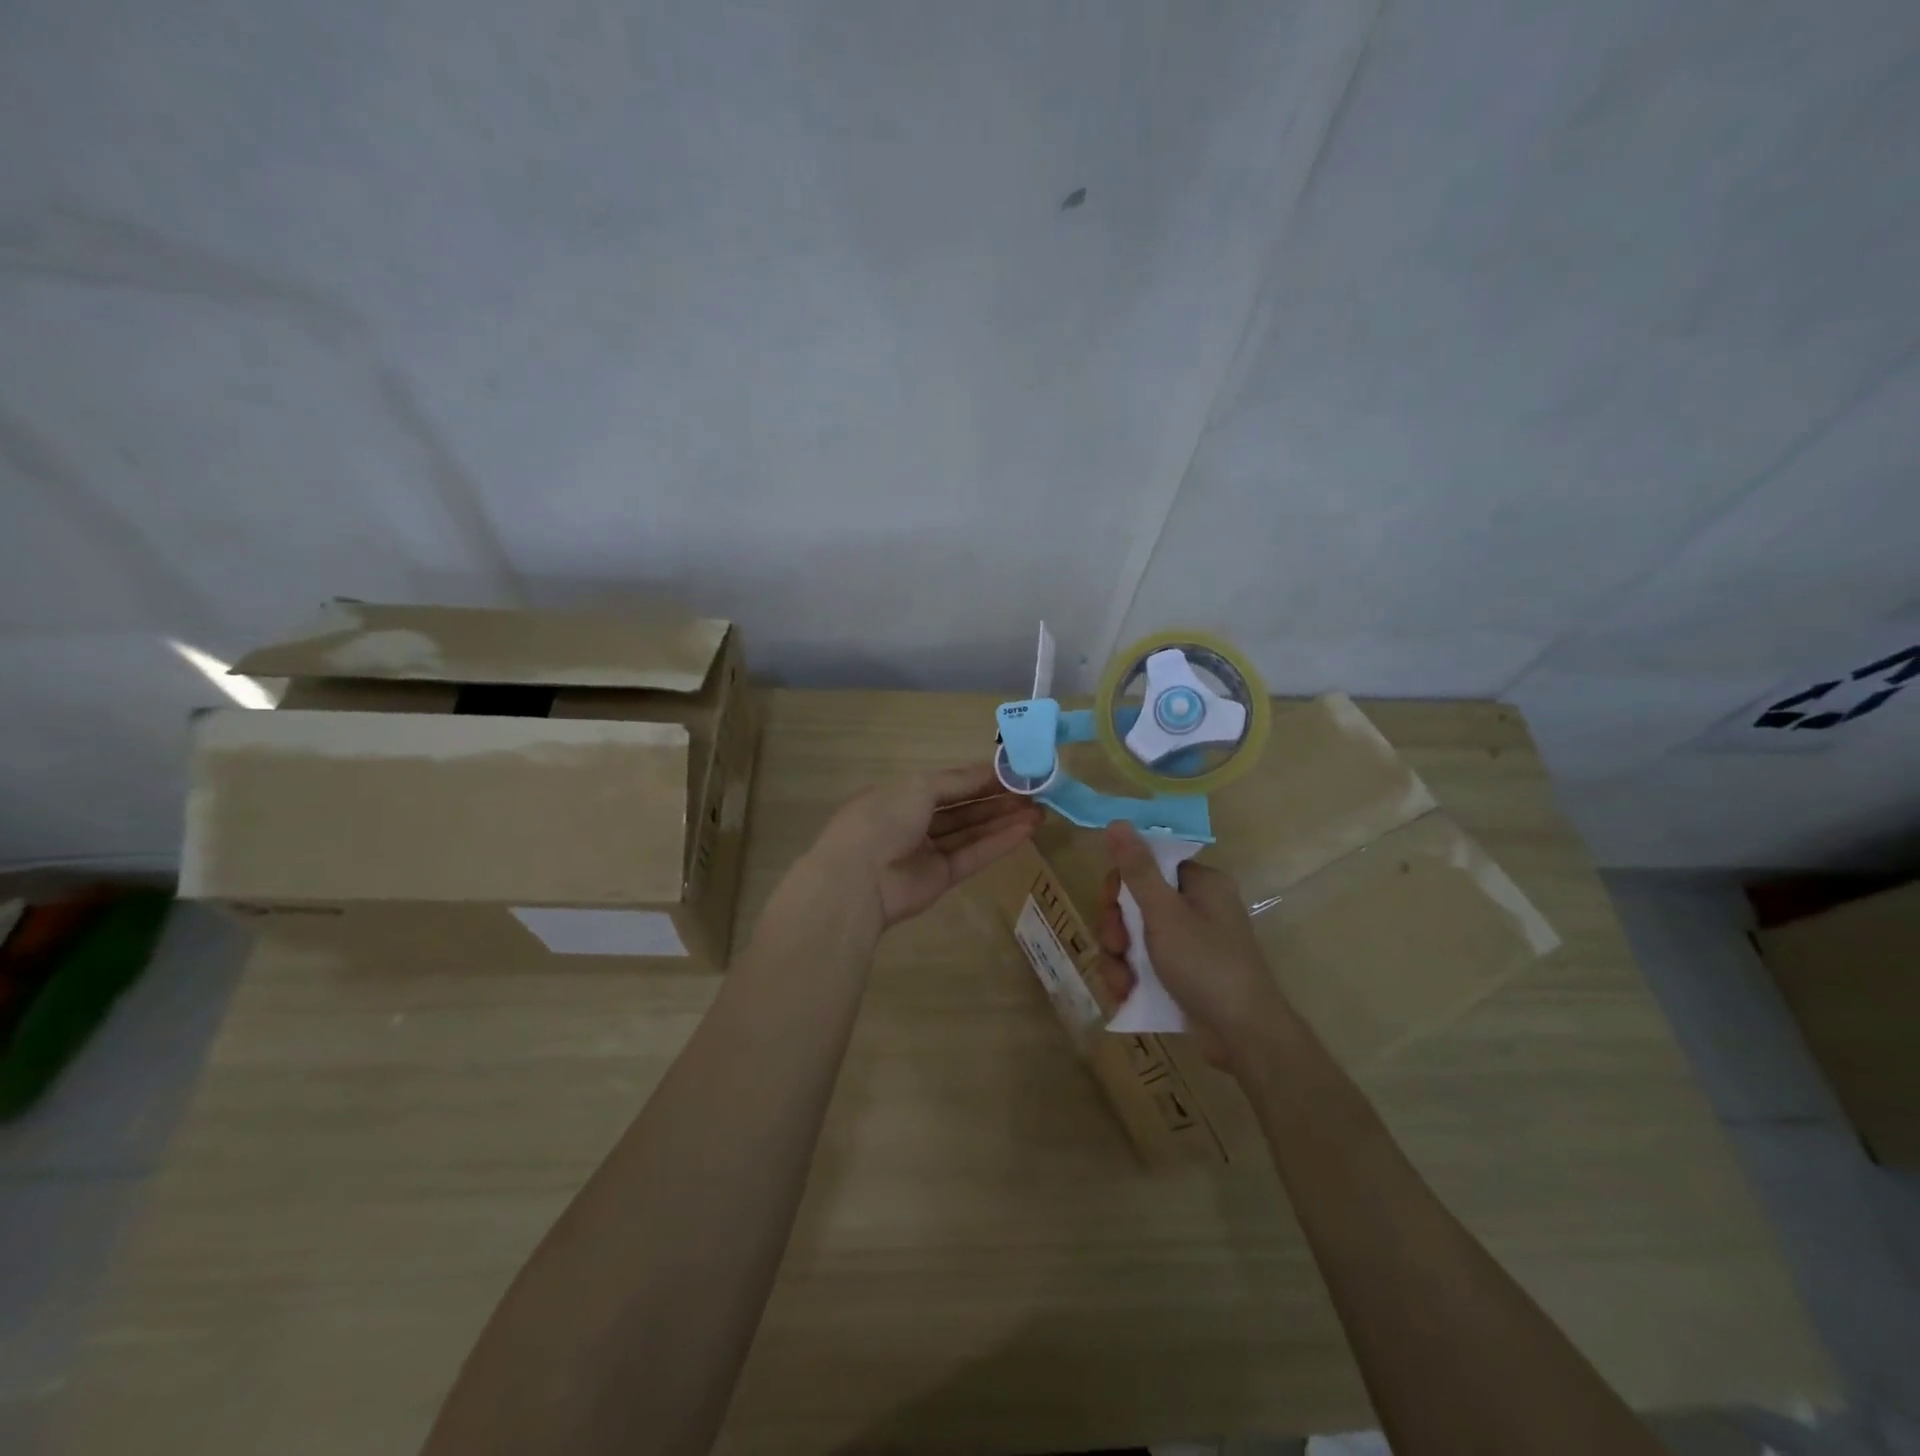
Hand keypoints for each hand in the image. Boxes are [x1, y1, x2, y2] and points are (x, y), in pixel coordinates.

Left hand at [809, 764, 1043, 928]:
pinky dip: (999, 843)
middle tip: (1035, 793)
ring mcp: (929, 851)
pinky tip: (1027, 831)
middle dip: (998, 799)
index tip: (1016, 772)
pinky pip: (974, 855)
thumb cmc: (884, 818)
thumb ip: (958, 780)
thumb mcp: (919, 786)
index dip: (981, 777)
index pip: (949, 782)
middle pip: (964, 808)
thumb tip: (990, 770)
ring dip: (1004, 820)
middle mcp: (915, 821)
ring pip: (972, 832)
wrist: (859, 878)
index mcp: (903, 794)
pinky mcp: (941, 878)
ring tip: (1040, 811)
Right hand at [1093, 821, 1290, 1068]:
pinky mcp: (1184, 972)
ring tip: (1121, 981)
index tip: (1109, 906)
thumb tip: (1117, 821)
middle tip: (1117, 947)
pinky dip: (1131, 976)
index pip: (1148, 865)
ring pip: (1135, 936)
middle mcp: (1197, 906)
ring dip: (1119, 957)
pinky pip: (1145, 962)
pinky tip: (1126, 994)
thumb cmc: (1205, 964)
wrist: (1243, 1036)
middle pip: (1136, 902)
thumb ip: (1137, 869)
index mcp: (1200, 883)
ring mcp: (1191, 942)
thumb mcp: (1164, 914)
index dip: (1121, 884)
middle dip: (1117, 928)